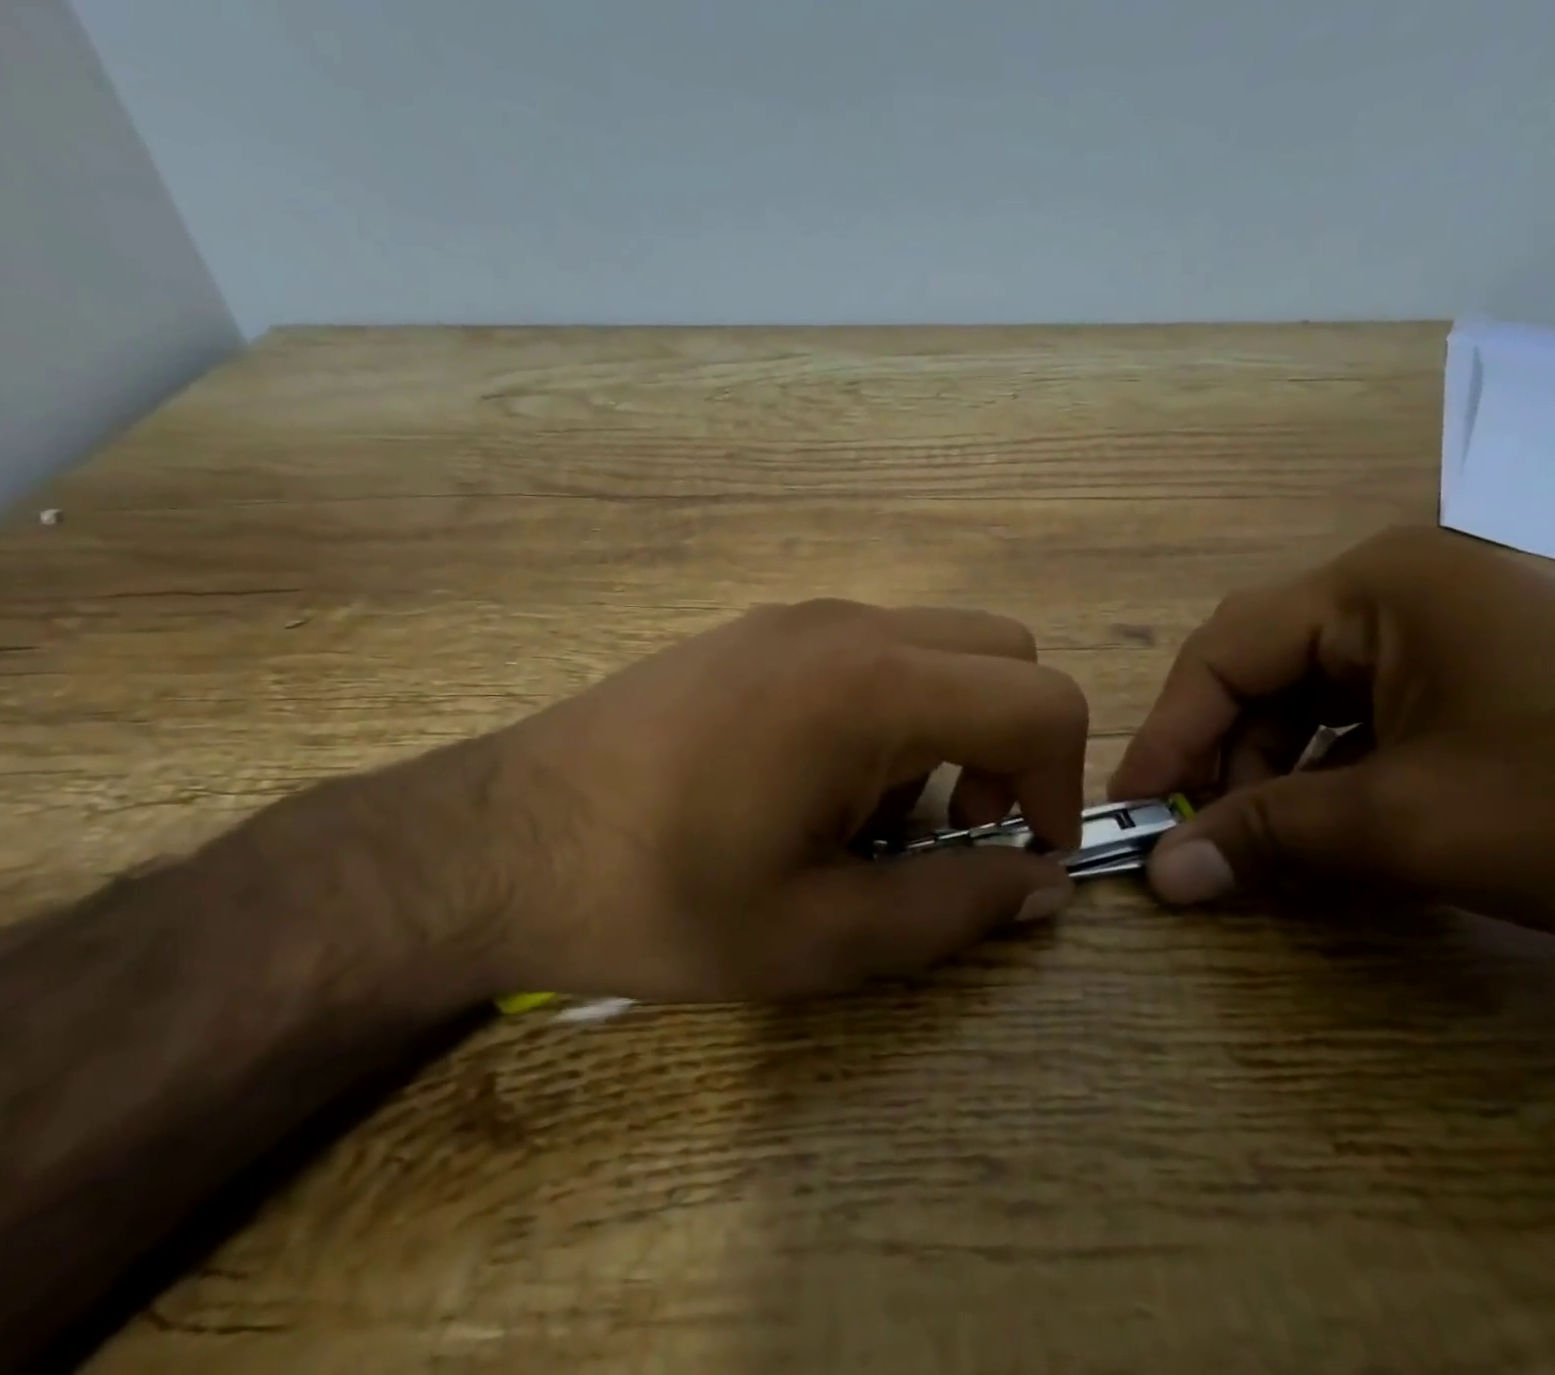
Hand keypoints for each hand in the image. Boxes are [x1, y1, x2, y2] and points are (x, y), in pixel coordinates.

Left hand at [424, 600, 1086, 1001]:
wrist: (492, 841)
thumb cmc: (657, 897)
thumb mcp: (819, 937)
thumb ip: (954, 908)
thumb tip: (1043, 884)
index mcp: (874, 687)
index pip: (1043, 702)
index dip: (1062, 784)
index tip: (1020, 854)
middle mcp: (849, 626)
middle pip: (1004, 654)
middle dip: (1013, 743)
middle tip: (953, 825)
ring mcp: (798, 617)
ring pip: (941, 647)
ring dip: (949, 725)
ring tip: (868, 814)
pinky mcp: (759, 629)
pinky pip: (873, 650)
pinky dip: (892, 707)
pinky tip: (814, 779)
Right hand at [1110, 526, 1554, 968]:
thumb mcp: (1417, 825)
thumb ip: (1271, 838)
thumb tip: (1162, 875)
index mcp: (1383, 580)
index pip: (1226, 650)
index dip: (1169, 731)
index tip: (1132, 807)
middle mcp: (1410, 575)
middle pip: (1269, 664)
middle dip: (1228, 752)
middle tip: (1204, 831)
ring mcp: (1457, 609)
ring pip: (1320, 684)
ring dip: (1282, 761)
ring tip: (1273, 833)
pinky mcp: (1493, 651)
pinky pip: (1377, 697)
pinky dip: (1341, 757)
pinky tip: (1342, 810)